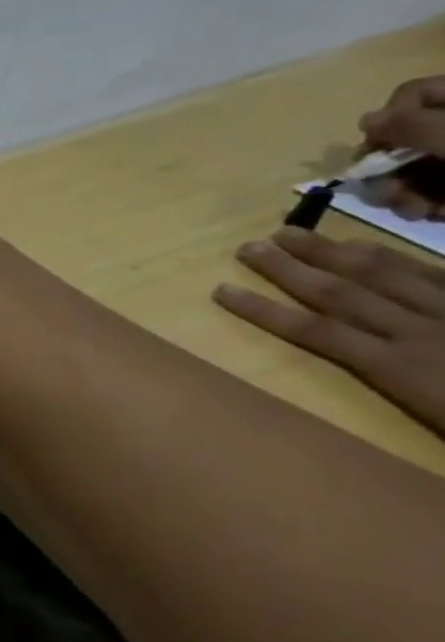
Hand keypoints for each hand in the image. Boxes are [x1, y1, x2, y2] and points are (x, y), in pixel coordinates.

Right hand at [213, 228, 444, 435]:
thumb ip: (423, 408)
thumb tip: (382, 388)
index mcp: (408, 372)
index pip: (318, 333)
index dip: (265, 311)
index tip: (219, 291)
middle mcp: (427, 336)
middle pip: (345, 294)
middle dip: (292, 268)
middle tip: (251, 244)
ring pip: (387, 278)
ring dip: (335, 253)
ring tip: (292, 233)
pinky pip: (444, 276)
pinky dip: (406, 260)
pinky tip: (379, 249)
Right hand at [359, 77, 444, 220]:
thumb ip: (410, 123)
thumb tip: (366, 121)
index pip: (411, 94)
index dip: (389, 119)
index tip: (382, 146)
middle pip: (405, 138)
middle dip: (389, 171)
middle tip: (391, 194)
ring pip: (415, 168)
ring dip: (404, 195)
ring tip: (417, 211)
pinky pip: (436, 188)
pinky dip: (429, 204)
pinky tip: (437, 214)